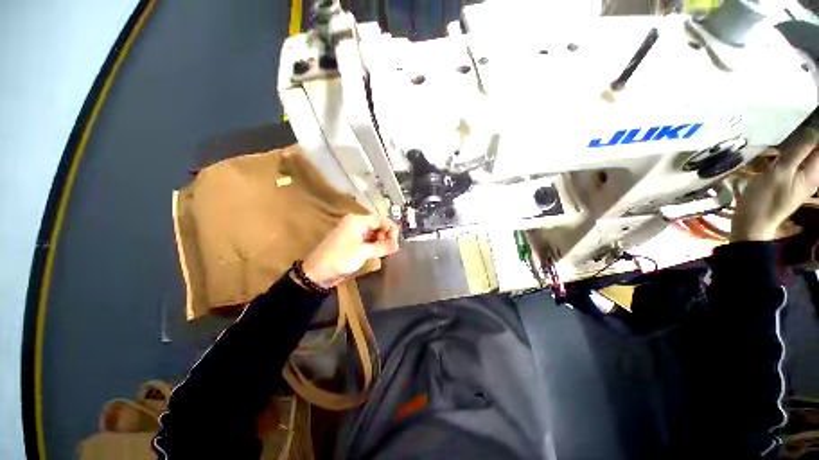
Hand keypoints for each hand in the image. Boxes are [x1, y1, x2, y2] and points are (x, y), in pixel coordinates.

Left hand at [302, 214, 399, 288]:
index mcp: (357, 221)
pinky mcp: (352, 243)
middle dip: (386, 236)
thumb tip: (397, 245)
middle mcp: (356, 224)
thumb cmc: (341, 258)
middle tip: (392, 248)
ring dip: (381, 241)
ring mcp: (353, 233)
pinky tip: (379, 253)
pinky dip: (374, 245)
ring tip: (386, 252)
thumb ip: (382, 247)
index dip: (391, 229)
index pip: (380, 219)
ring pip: (373, 233)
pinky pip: (367, 240)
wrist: (317, 272)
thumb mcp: (364, 252)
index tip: (397, 241)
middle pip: (377, 225)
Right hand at [732, 127, 818, 241]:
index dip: (815, 130)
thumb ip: (797, 151)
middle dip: (807, 137)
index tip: (806, 118)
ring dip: (797, 144)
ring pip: (805, 155)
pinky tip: (779, 151)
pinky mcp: (791, 182)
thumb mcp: (779, 173)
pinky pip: (796, 162)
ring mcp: (801, 179)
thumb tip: (812, 129)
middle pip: (814, 149)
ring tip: (784, 137)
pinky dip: (790, 153)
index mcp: (814, 172)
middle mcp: (812, 174)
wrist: (752, 223)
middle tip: (794, 126)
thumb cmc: (765, 199)